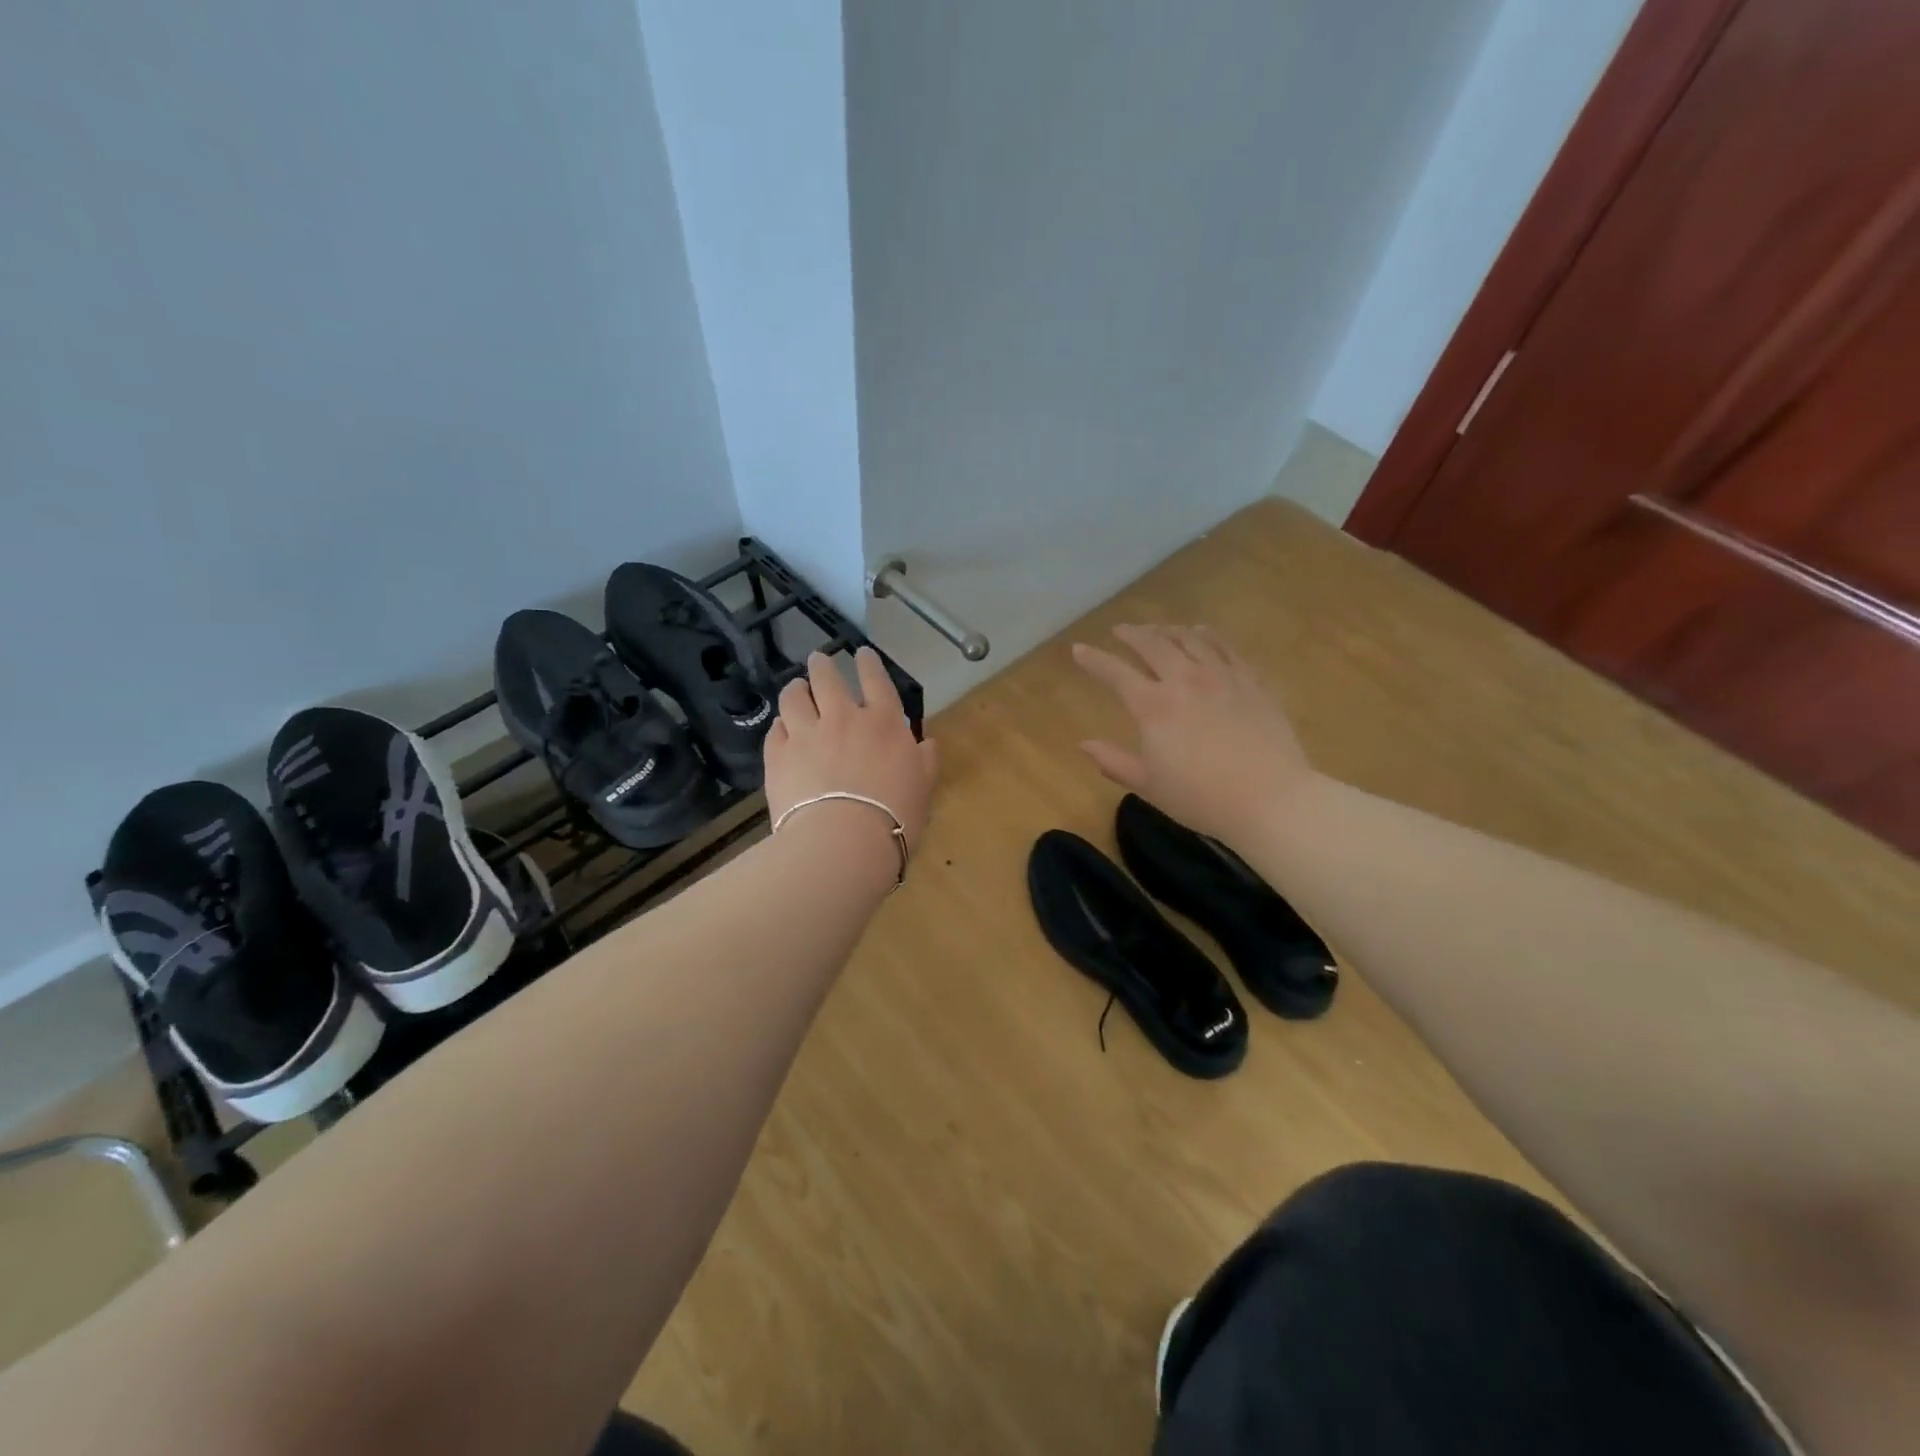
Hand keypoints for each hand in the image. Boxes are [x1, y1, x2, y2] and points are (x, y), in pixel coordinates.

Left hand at [765, 647, 939, 855]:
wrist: (842, 841)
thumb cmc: (894, 817)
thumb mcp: (922, 788)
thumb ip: (925, 761)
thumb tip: (927, 743)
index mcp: (883, 723)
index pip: (876, 680)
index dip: (869, 663)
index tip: (862, 653)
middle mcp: (843, 718)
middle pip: (827, 678)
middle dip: (822, 665)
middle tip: (819, 660)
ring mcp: (806, 734)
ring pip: (794, 697)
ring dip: (795, 688)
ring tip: (795, 687)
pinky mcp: (778, 755)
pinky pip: (776, 730)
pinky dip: (780, 725)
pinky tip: (781, 728)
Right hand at [1073, 624, 1314, 844]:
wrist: (1270, 798)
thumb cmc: (1201, 798)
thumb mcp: (1148, 785)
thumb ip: (1113, 762)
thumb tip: (1084, 744)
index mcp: (1153, 706)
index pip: (1115, 673)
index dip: (1093, 660)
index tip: (1078, 649)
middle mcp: (1184, 680)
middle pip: (1153, 644)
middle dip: (1132, 634)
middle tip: (1121, 631)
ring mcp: (1222, 677)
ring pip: (1190, 639)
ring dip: (1168, 630)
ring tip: (1158, 630)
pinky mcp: (1252, 681)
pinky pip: (1226, 647)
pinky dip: (1207, 636)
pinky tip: (1202, 634)